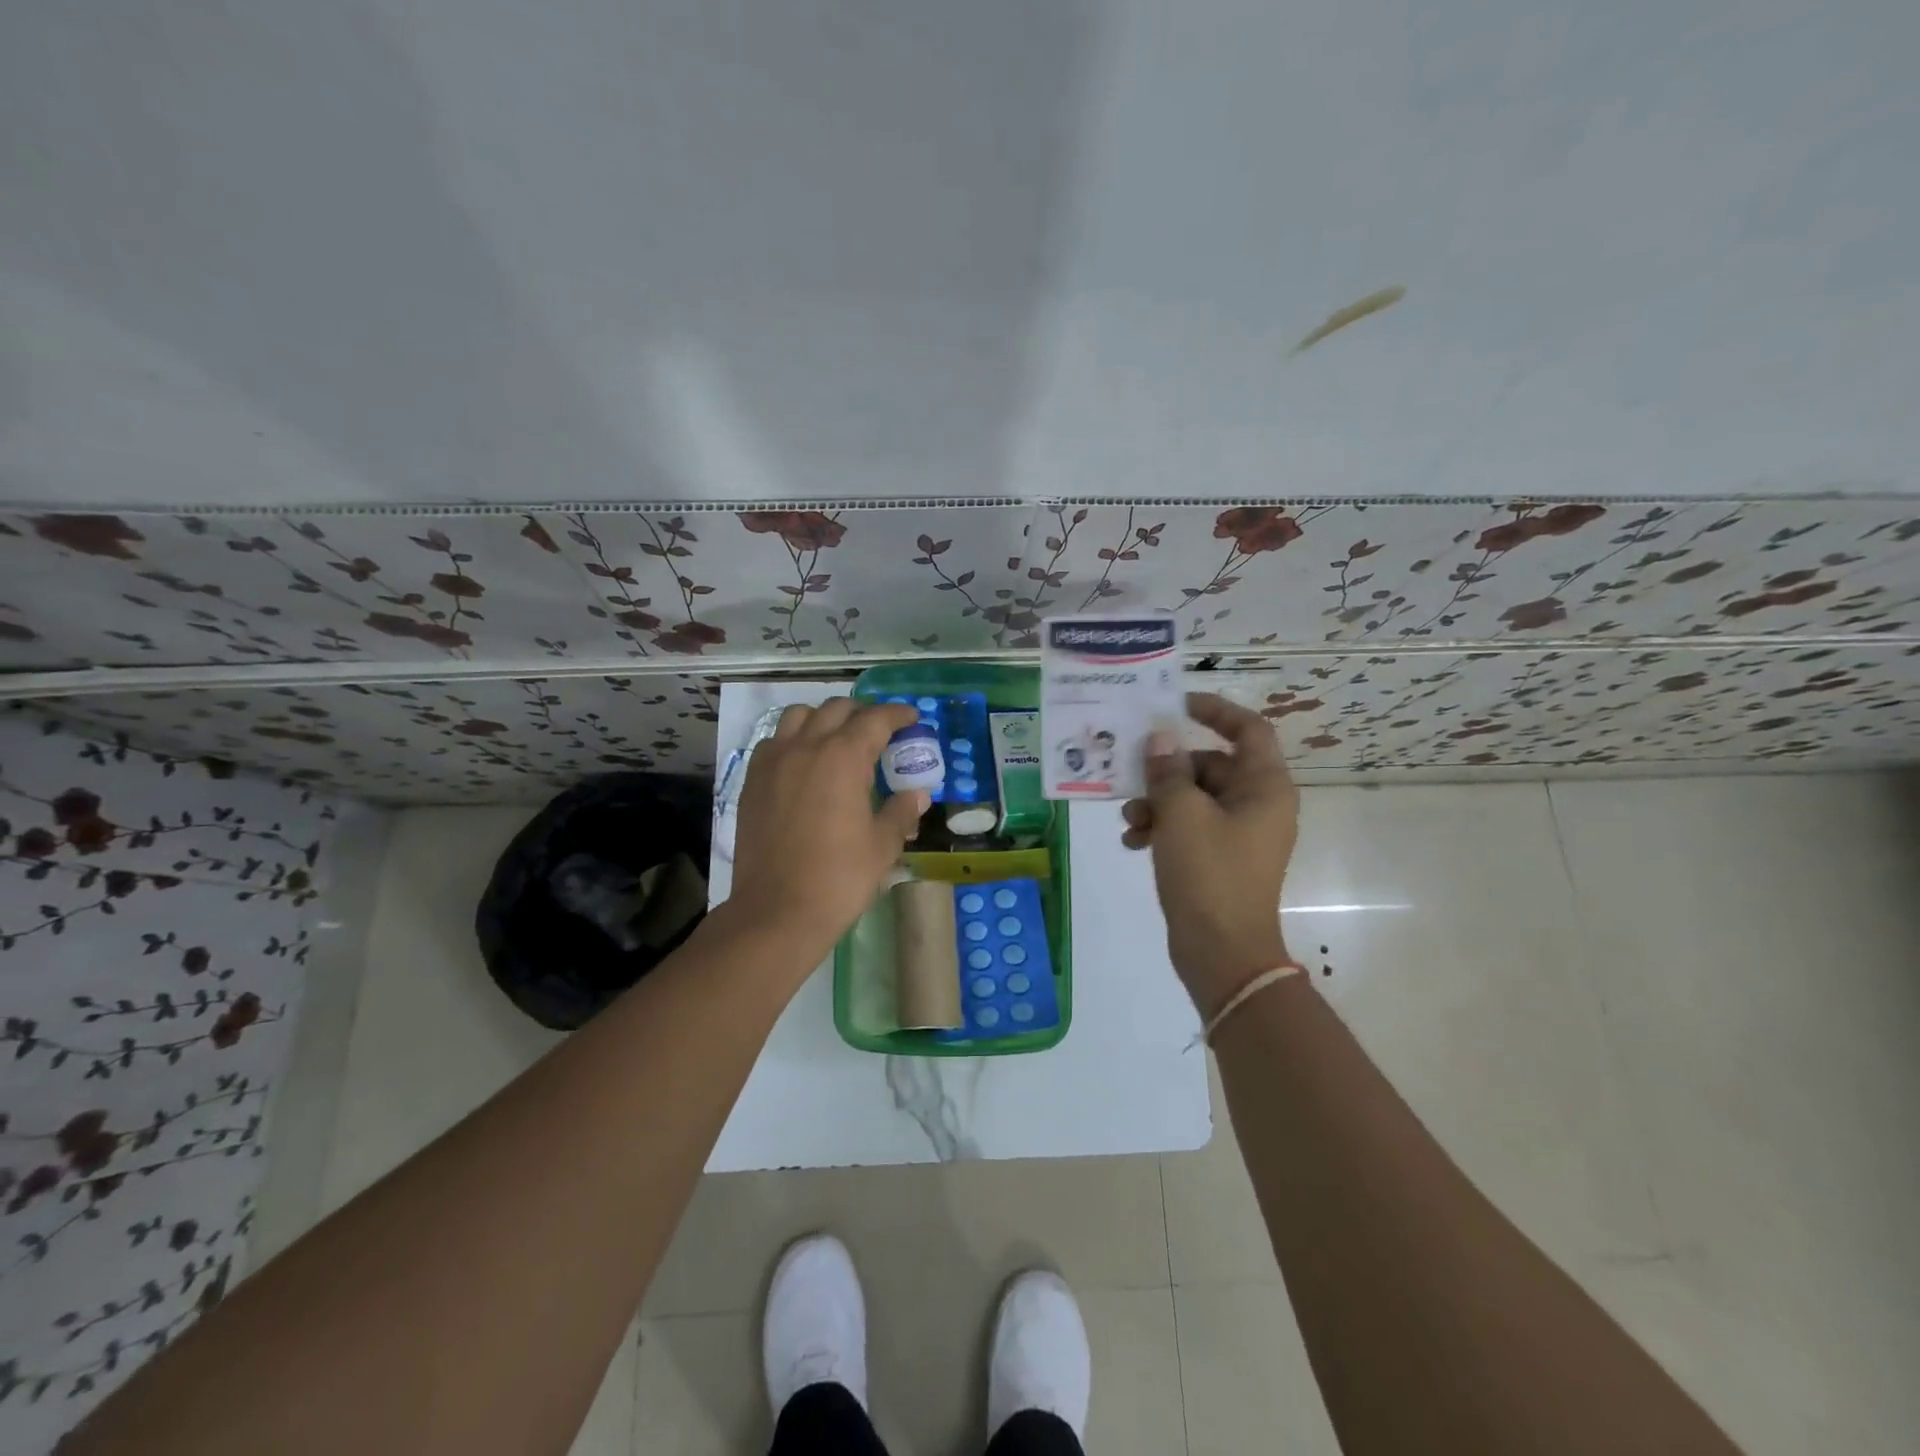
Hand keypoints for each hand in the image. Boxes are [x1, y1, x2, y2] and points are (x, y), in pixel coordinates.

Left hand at [727, 698, 926, 970]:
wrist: (776, 911)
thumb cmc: (839, 878)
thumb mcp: (882, 845)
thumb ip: (901, 811)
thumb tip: (917, 794)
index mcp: (843, 757)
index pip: (875, 719)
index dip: (897, 714)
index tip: (911, 718)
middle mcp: (806, 747)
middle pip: (836, 709)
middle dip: (862, 714)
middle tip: (880, 734)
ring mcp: (773, 761)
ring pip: (799, 716)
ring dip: (824, 720)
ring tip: (838, 741)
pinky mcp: (753, 780)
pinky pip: (775, 742)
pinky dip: (794, 740)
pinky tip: (805, 764)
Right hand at [1120, 692, 1299, 1016]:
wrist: (1222, 953)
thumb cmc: (1209, 874)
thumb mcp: (1181, 815)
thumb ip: (1167, 771)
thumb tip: (1160, 739)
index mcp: (1264, 787)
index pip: (1247, 729)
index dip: (1214, 710)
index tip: (1174, 705)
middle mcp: (1257, 804)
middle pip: (1210, 764)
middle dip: (1167, 769)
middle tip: (1131, 772)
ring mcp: (1239, 834)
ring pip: (1194, 797)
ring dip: (1157, 801)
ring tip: (1128, 819)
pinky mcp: (1219, 858)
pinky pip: (1190, 827)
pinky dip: (1162, 828)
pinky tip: (1132, 842)